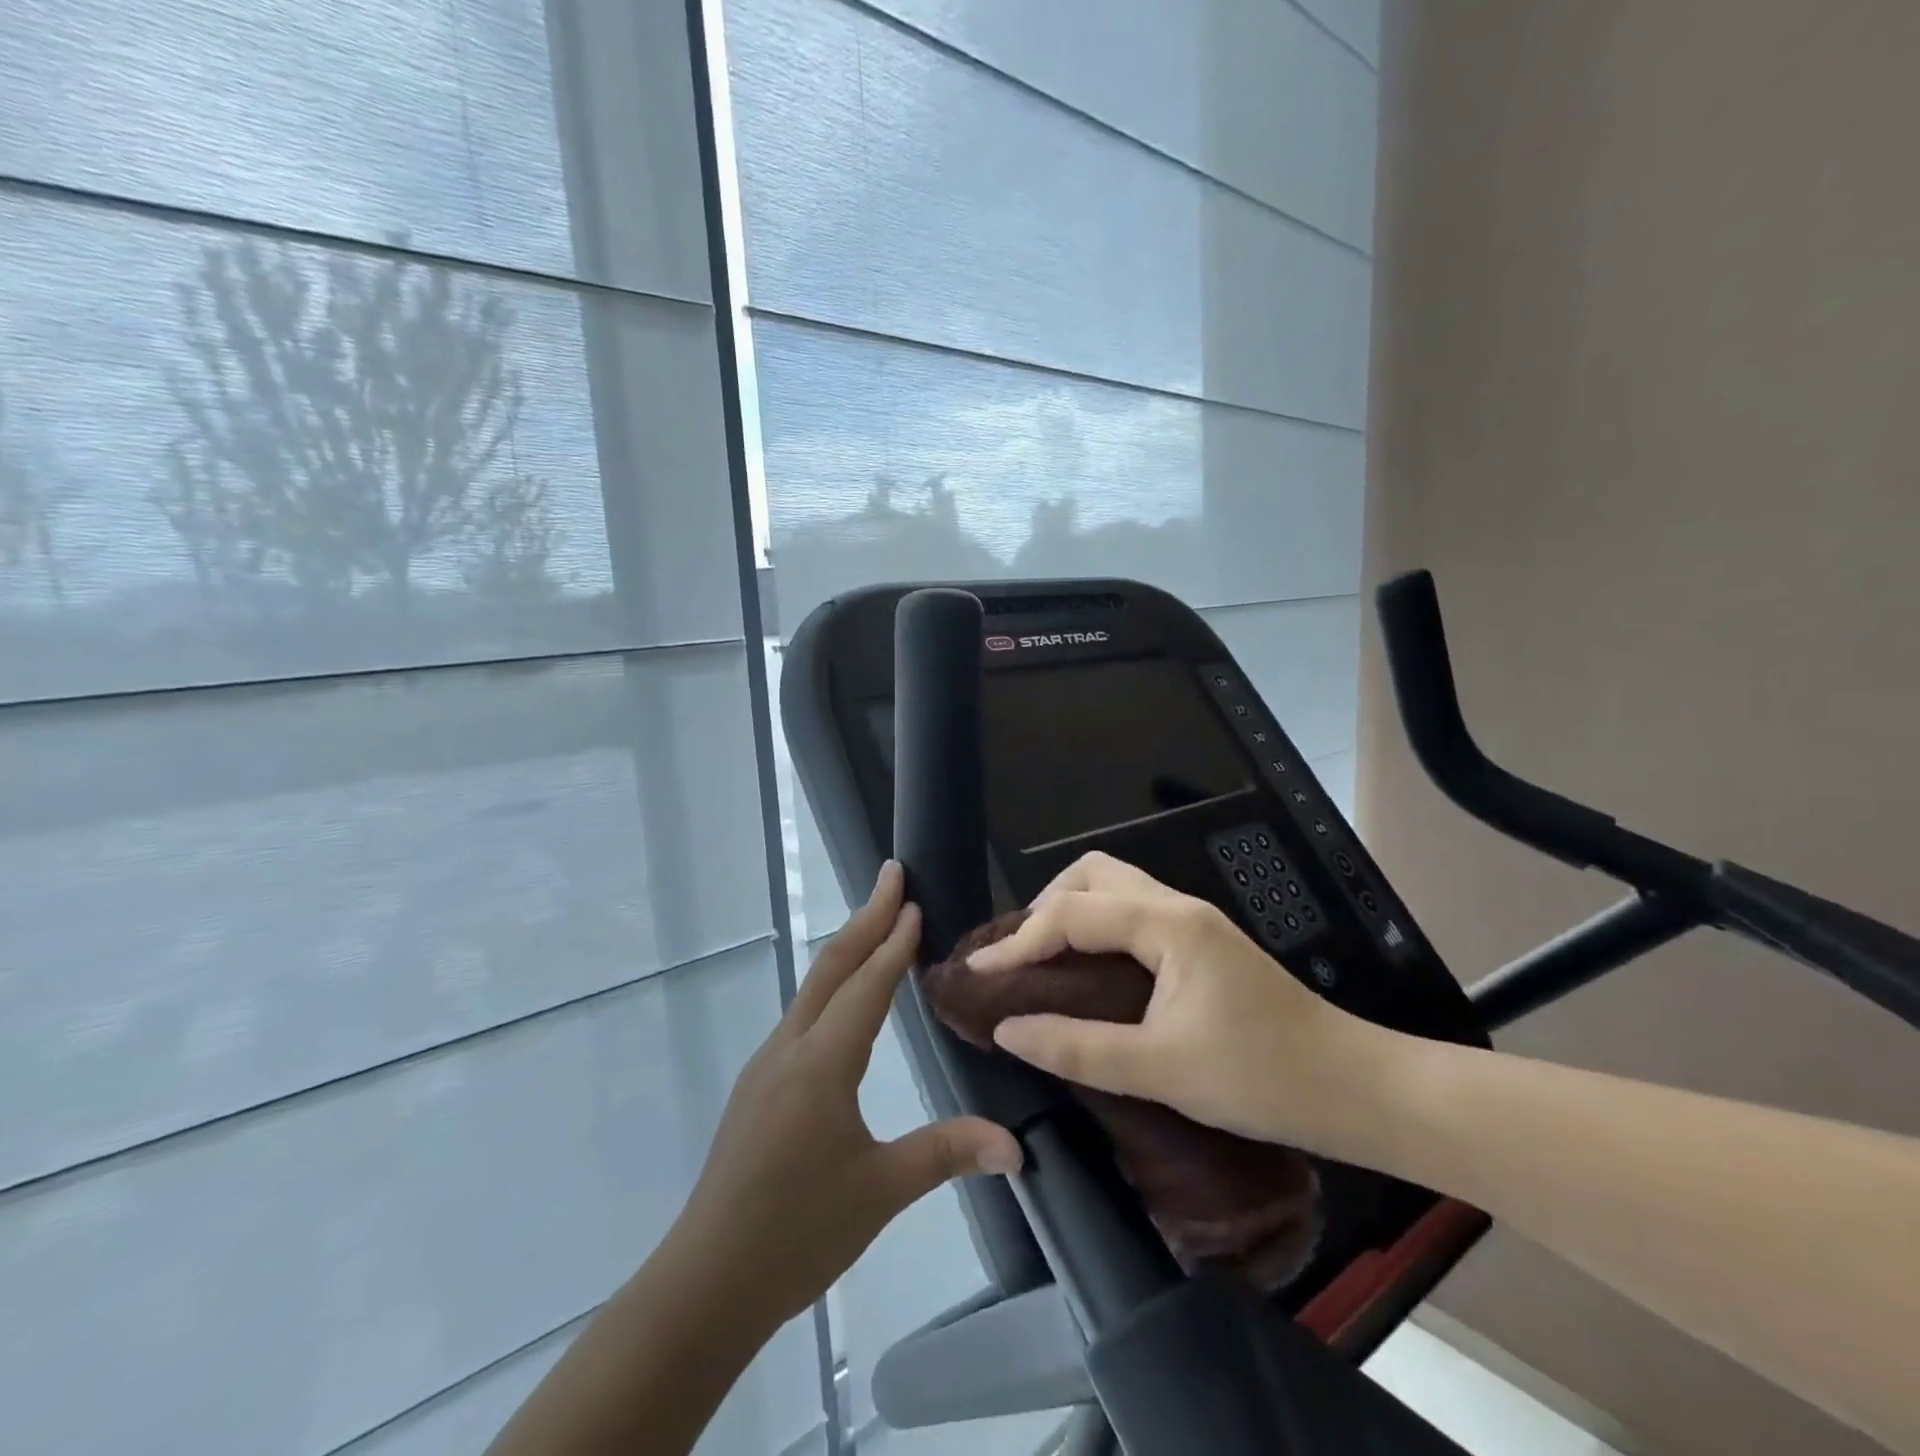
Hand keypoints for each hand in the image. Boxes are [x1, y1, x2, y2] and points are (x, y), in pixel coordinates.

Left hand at [673, 862, 1022, 1332]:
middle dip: (865, 917)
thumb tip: (1017, 1146)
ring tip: (877, 922)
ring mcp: (767, 1065)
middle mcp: (790, 1048)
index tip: (915, 901)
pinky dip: (831, 984)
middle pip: (832, 967)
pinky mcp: (759, 1085)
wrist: (706, 1282)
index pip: (867, 986)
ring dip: (847, 948)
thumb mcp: (880, 1191)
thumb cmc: (797, 1232)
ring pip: (813, 987)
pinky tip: (843, 998)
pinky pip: (802, 1014)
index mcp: (822, 1063)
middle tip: (892, 875)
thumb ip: (947, 1153)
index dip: (894, 942)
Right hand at [967, 853, 1401, 1157]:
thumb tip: (1007, 1030)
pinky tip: (1089, 970)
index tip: (978, 974)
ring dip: (1072, 911)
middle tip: (1020, 957)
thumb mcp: (1163, 1070)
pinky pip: (1133, 914)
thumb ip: (1079, 1047)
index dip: (1018, 941)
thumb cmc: (1262, 1077)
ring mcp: (1194, 922)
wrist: (1355, 1089)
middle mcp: (1178, 907)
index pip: (1073, 913)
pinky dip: (1097, 927)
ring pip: (1116, 888)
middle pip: (1094, 874)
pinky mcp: (1202, 944)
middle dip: (1046, 905)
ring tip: (1045, 960)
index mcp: (1168, 925)